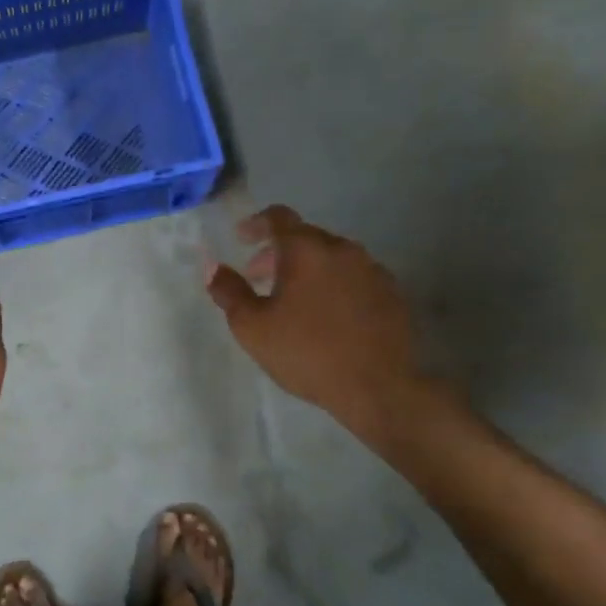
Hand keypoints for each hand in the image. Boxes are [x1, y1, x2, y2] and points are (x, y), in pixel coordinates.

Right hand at [205, 205, 431, 446]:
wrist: (377, 388)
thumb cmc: (306, 353)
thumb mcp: (252, 327)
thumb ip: (229, 291)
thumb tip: (213, 268)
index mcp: (306, 250)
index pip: (279, 217)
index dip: (256, 223)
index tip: (242, 238)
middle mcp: (343, 250)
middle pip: (305, 236)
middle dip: (278, 252)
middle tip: (258, 277)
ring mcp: (373, 270)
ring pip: (332, 257)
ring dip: (308, 268)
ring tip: (292, 299)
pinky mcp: (392, 293)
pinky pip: (354, 277)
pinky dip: (334, 284)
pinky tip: (327, 315)